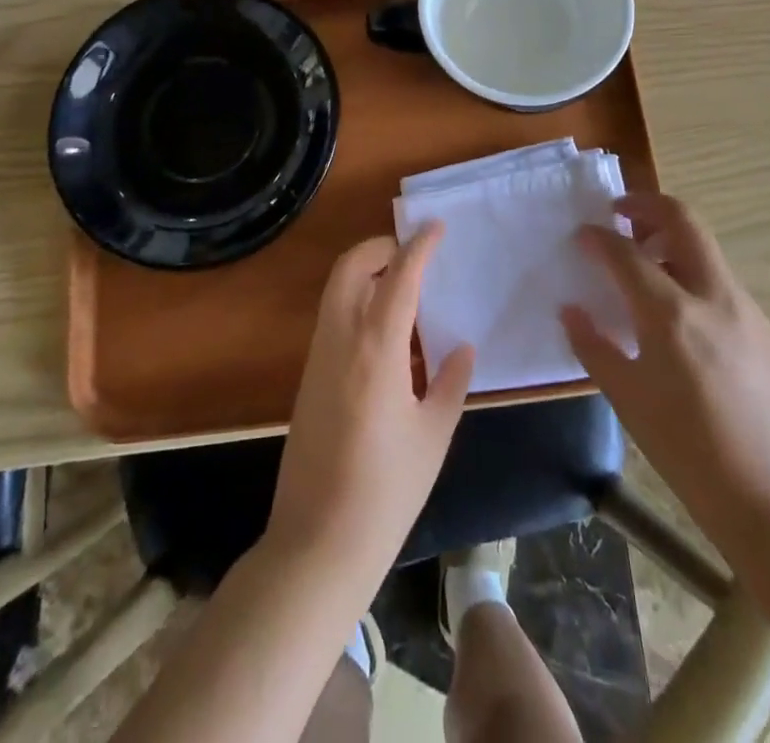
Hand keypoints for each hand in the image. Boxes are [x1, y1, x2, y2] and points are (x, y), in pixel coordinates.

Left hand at [267, 225, 474, 586]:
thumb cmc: (386, 490)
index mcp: (376, 348)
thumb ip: (450, 382)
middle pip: (352, 267)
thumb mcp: (433, 435)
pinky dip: (358, 302)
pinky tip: (389, 336)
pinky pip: (333, 317)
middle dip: (381, 248)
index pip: (399, 277)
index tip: (436, 226)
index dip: (419, 246)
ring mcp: (318, 356)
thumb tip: (461, 347)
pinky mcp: (309, 376)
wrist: (317, 542)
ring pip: (337, 289)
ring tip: (407, 291)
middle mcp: (340, 339)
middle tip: (415, 256)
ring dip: (368, 273)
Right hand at [562, 194, 769, 539]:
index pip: (626, 253)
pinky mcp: (765, 328)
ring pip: (706, 247)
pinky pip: (721, 281)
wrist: (767, 496)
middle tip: (619, 213)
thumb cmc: (683, 448)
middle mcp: (713, 297)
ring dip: (671, 237)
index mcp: (671, 315)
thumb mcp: (625, 397)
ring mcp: (746, 309)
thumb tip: (570, 309)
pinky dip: (692, 273)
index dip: (598, 237)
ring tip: (645, 262)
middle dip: (647, 205)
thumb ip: (592, 345)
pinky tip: (679, 311)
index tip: (582, 235)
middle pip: (683, 220)